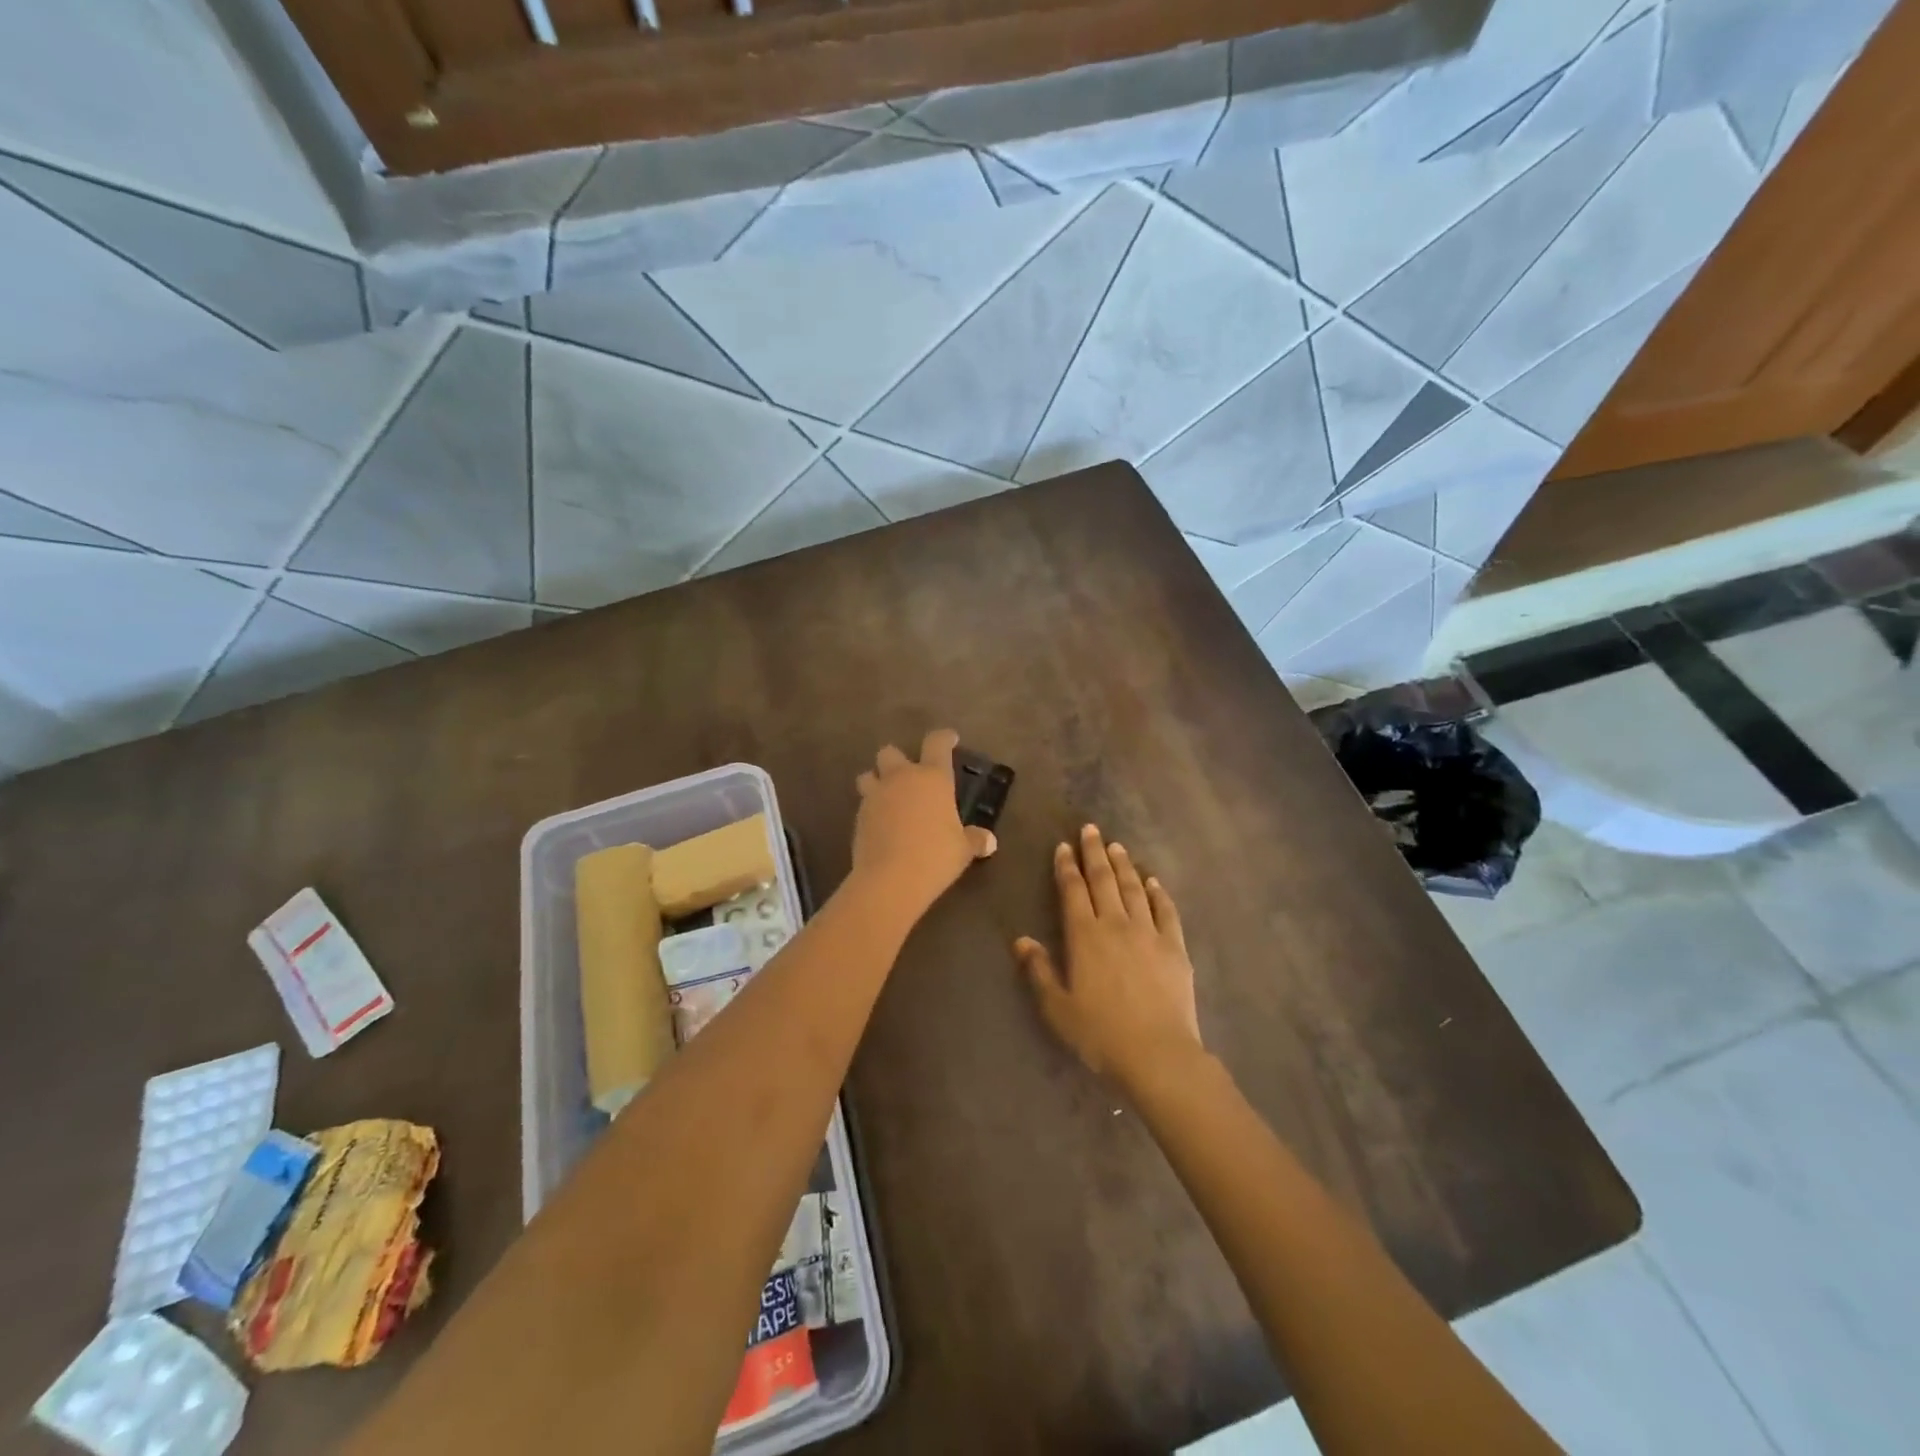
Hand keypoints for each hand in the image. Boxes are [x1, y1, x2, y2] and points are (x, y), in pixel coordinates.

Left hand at [852, 729, 996, 917]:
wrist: (890, 879)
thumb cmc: (935, 856)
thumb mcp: (963, 850)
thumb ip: (975, 840)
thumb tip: (989, 841)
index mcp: (933, 778)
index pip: (937, 743)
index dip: (944, 737)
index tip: (950, 739)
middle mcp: (902, 778)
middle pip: (890, 752)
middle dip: (897, 759)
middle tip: (908, 775)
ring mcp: (876, 795)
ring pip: (868, 775)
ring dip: (876, 781)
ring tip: (887, 797)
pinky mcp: (858, 816)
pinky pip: (864, 804)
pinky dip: (871, 809)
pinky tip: (881, 825)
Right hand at [1015, 825, 1204, 1093]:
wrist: (1157, 1054)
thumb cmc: (1100, 1034)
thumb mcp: (1058, 1008)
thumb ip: (1039, 970)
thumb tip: (1021, 940)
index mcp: (1084, 936)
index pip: (1073, 890)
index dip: (1066, 866)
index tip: (1064, 846)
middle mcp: (1116, 924)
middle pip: (1103, 879)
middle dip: (1095, 852)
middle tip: (1091, 829)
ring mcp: (1149, 932)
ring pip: (1134, 889)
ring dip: (1124, 865)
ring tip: (1117, 846)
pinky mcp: (1175, 947)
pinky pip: (1166, 911)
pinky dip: (1158, 893)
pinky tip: (1153, 882)